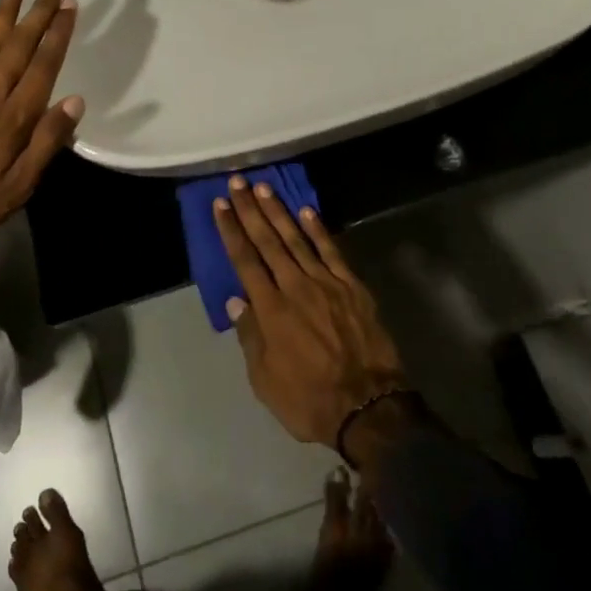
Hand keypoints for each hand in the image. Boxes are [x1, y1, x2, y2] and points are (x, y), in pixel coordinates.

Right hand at [214, 178, 408, 446]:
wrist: (368, 408)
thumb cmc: (308, 400)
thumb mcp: (265, 380)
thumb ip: (250, 336)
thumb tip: (236, 299)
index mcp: (270, 309)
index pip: (245, 260)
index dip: (231, 230)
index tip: (221, 204)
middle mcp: (295, 287)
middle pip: (268, 241)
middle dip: (250, 210)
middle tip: (238, 182)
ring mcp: (326, 283)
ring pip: (297, 239)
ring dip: (279, 211)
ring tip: (264, 187)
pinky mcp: (352, 287)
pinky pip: (332, 251)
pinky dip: (318, 230)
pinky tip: (307, 211)